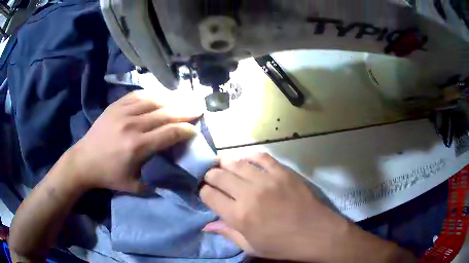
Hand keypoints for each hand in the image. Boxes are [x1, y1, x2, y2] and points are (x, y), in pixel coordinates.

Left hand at [69, 90, 201, 192]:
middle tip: (198, 109)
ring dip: (172, 99)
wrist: (84, 161)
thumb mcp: (134, 186)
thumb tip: (173, 178)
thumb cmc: (108, 175)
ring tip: (183, 99)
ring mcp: (123, 112)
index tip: (195, 130)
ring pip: (154, 100)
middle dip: (185, 111)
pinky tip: (160, 95)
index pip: (170, 132)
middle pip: (166, 113)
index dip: (186, 130)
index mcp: (138, 146)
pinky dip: (152, 94)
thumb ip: (155, 183)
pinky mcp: (115, 106)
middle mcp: (133, 125)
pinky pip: (138, 95)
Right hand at [200, 153, 349, 261]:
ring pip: (235, 162)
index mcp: (239, 216)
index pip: (208, 195)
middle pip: (218, 175)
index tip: (207, 194)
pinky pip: (260, 156)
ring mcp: (267, 180)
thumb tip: (206, 225)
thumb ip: (227, 234)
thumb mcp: (251, 247)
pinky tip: (246, 161)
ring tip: (224, 168)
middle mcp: (248, 194)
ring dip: (225, 164)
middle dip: (210, 176)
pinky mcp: (282, 172)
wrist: (315, 233)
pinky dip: (249, 156)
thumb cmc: (282, 245)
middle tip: (213, 179)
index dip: (204, 193)